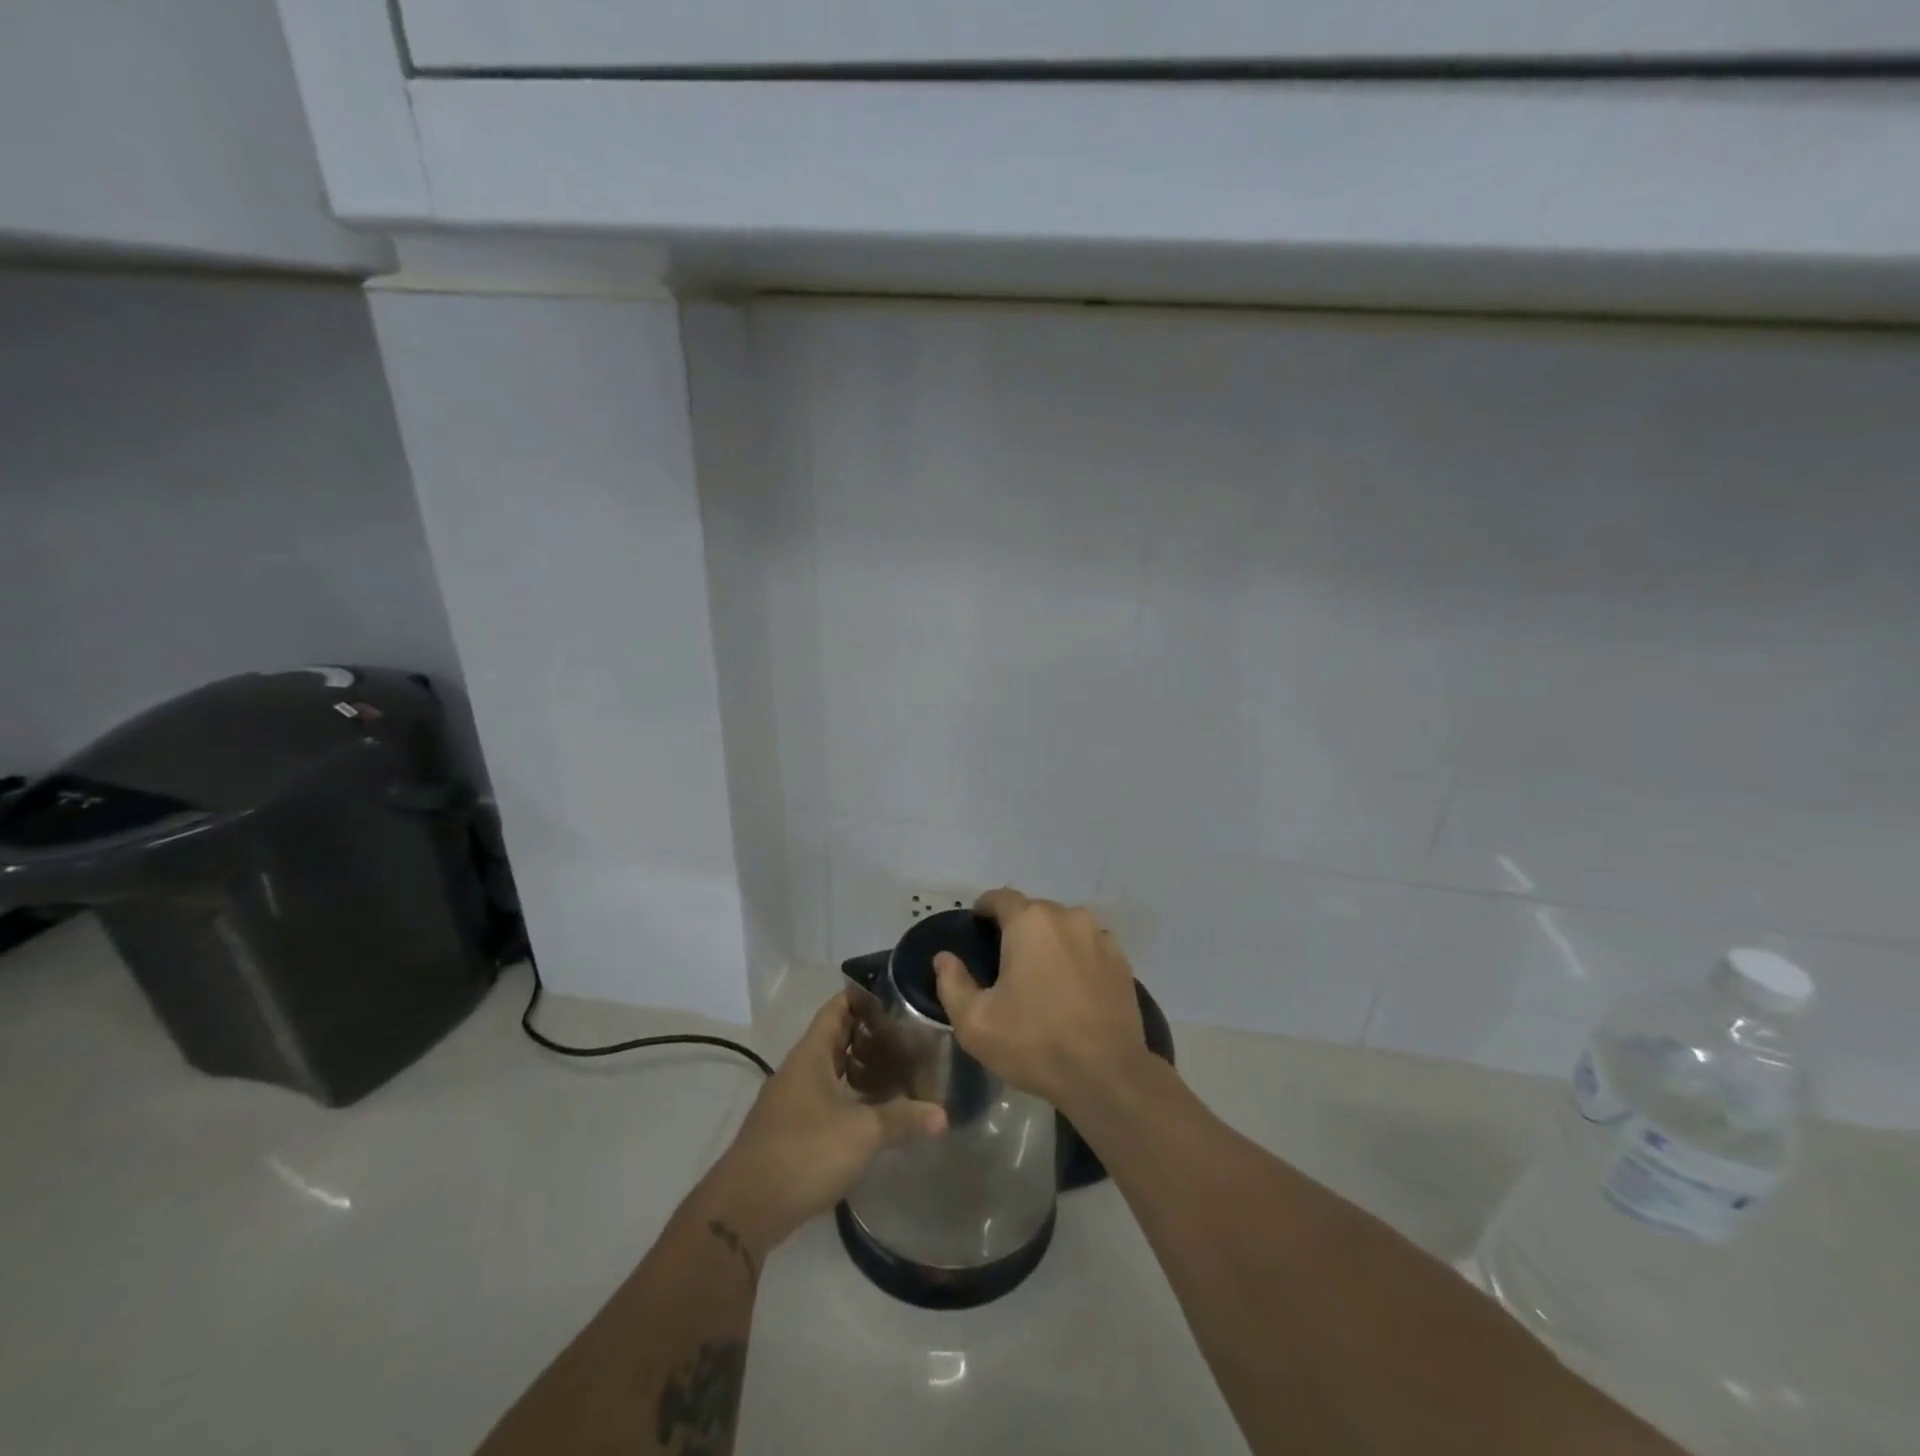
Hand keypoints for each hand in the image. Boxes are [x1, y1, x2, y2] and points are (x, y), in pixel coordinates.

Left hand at [702, 992, 945, 1256]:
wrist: (744, 1209)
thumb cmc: (804, 1153)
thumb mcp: (861, 1133)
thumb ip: (902, 1119)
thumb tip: (943, 1114)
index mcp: (811, 1055)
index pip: (837, 1009)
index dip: (862, 997)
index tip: (894, 996)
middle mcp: (797, 1070)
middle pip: (834, 1039)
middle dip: (867, 1036)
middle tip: (906, 1037)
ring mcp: (789, 1101)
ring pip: (829, 1071)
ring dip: (858, 1069)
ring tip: (896, 1072)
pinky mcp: (788, 1131)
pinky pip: (823, 1099)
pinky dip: (847, 1097)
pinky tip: (871, 1113)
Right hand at [933, 887, 1148, 1115]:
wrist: (1107, 1075)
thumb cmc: (1034, 1043)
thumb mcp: (975, 1022)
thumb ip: (952, 984)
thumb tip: (944, 958)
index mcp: (1030, 922)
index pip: (1000, 897)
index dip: (984, 909)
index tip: (976, 927)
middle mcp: (1068, 917)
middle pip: (1034, 912)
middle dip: (1017, 930)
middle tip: (1005, 964)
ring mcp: (1100, 937)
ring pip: (1064, 928)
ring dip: (1050, 943)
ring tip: (1041, 977)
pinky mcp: (1122, 961)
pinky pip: (1089, 947)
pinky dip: (1077, 958)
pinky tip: (1072, 989)